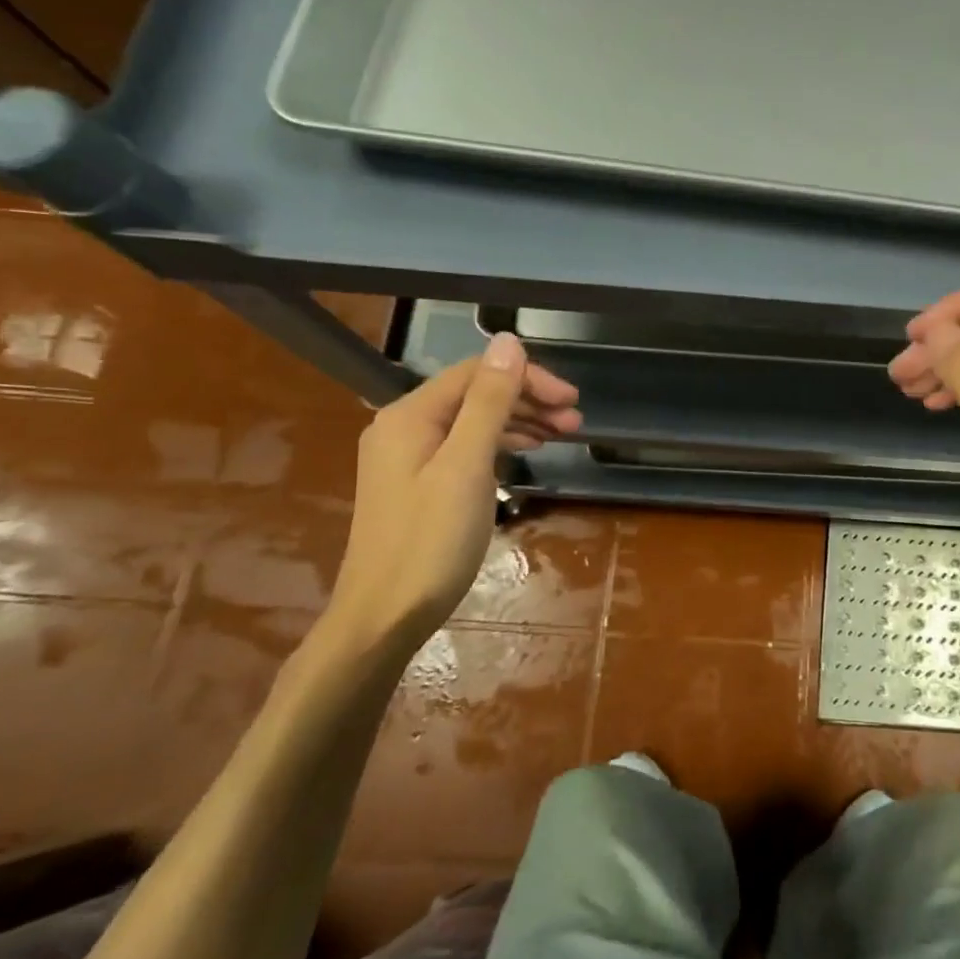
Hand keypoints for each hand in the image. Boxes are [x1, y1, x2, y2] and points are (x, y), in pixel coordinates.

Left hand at [327, 333, 581, 651]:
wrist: (384, 616)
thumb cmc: (430, 541)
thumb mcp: (467, 466)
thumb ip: (489, 402)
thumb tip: (508, 341)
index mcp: (411, 415)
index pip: (478, 373)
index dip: (529, 378)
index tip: (573, 401)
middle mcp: (405, 426)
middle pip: (476, 394)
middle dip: (528, 400)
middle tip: (575, 420)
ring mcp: (409, 456)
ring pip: (473, 421)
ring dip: (519, 421)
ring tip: (562, 435)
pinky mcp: (418, 483)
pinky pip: (465, 446)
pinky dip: (500, 444)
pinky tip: (527, 452)